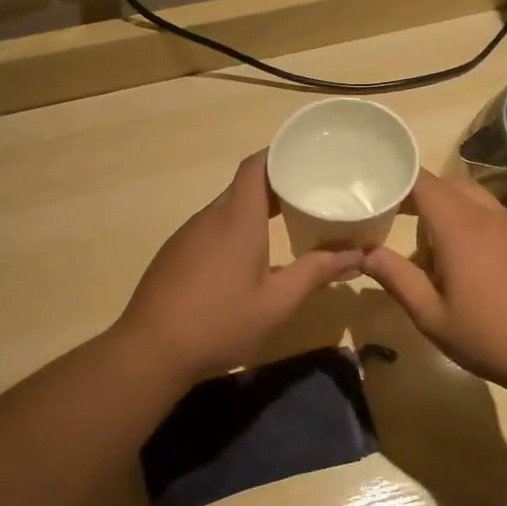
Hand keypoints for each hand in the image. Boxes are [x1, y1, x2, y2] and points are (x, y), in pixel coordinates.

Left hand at [115, 152, 360, 383]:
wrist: (150, 351)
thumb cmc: (220, 322)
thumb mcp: (277, 302)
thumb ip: (316, 272)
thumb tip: (356, 252)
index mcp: (237, 218)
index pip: (256, 165)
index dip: (281, 154)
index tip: (308, 157)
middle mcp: (210, 217)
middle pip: (244, 185)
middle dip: (277, 184)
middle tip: (311, 192)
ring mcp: (187, 235)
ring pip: (226, 208)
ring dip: (255, 209)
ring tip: (287, 221)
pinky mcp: (175, 254)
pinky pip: (210, 228)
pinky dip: (234, 228)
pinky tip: (247, 257)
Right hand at [360, 170, 506, 394]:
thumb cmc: (487, 337)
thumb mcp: (430, 315)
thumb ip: (395, 277)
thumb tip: (362, 253)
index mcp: (460, 228)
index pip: (423, 182)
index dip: (397, 179)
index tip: (374, 191)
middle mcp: (487, 215)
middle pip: (447, 184)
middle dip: (418, 195)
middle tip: (393, 219)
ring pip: (471, 197)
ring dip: (445, 208)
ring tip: (427, 246)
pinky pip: (490, 214)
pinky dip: (468, 220)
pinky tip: (463, 260)